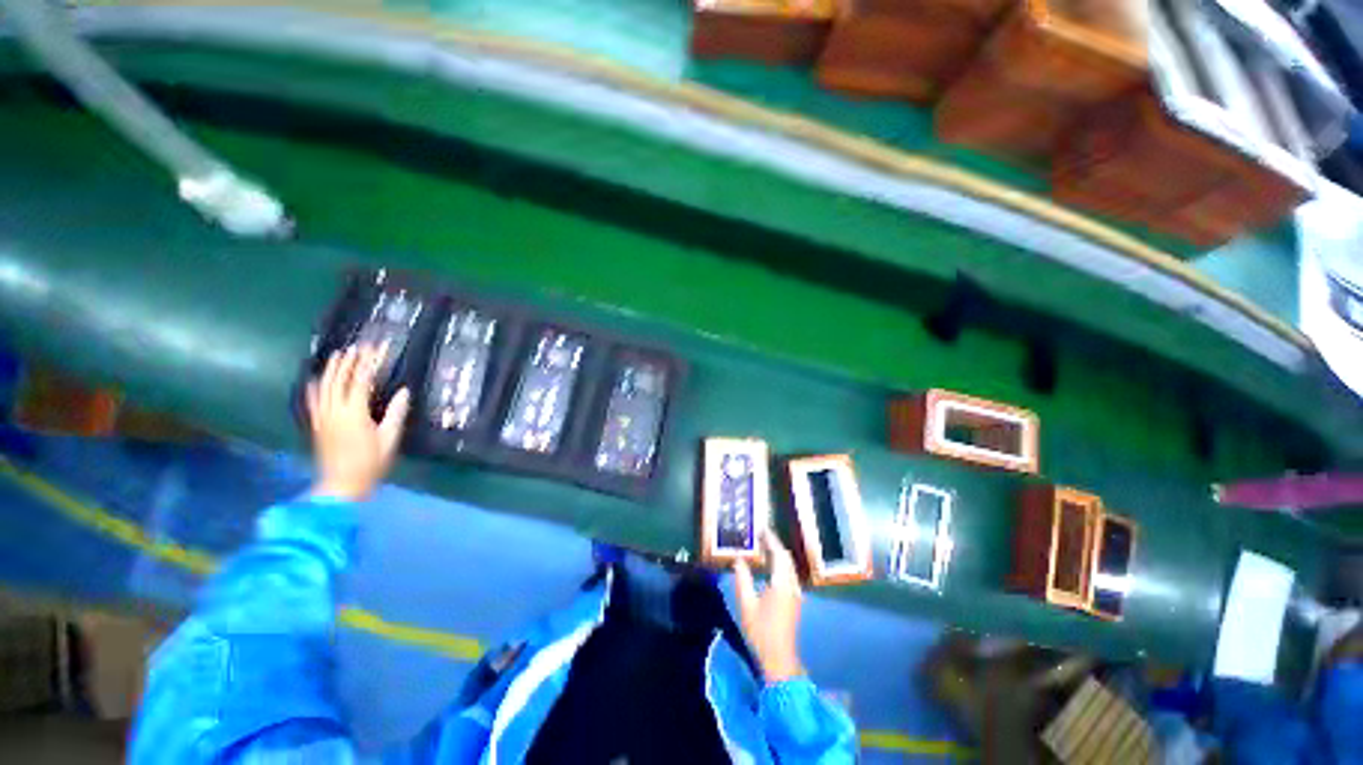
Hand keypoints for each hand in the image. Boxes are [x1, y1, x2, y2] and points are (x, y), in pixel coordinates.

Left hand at [305, 345, 410, 501]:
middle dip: (349, 361)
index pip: (361, 380)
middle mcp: (334, 410)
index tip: (377, 348)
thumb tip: (403, 391)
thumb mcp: (389, 438)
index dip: (369, 362)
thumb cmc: (371, 462)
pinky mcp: (317, 424)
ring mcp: (322, 417)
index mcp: (354, 413)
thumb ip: (396, 413)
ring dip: (332, 369)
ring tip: (339, 354)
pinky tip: (316, 379)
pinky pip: (313, 400)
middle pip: (339, 379)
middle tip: (359, 346)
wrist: (341, 485)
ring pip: (324, 386)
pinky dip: (315, 386)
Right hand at [733, 529, 804, 684]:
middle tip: (761, 535)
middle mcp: (792, 585)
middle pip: (786, 558)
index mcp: (782, 584)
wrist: (779, 658)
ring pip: (789, 566)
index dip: (771, 540)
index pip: (779, 554)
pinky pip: (789, 574)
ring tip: (764, 546)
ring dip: (778, 554)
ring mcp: (795, 593)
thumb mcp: (746, 604)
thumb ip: (742, 578)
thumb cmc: (761, 631)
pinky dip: (780, 565)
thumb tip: (738, 558)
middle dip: (775, 544)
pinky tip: (770, 566)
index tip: (762, 529)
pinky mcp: (794, 600)